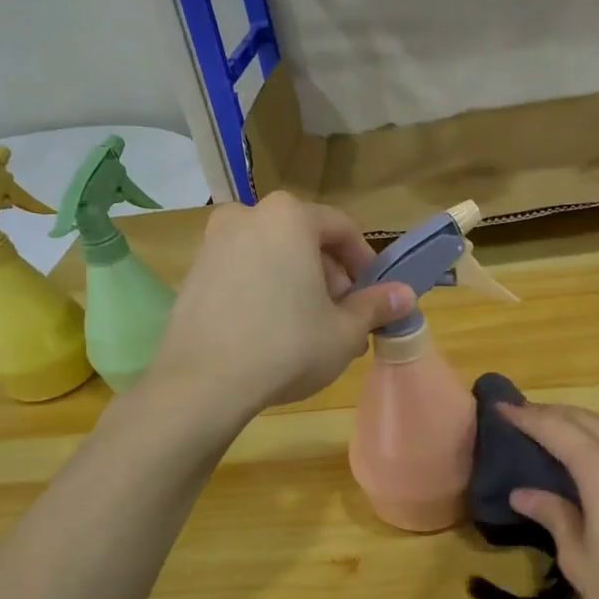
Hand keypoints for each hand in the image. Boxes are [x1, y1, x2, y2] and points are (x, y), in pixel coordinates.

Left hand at [150, 192, 414, 416]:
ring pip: (273, 257)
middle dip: (330, 277)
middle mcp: (247, 216)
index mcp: (289, 217)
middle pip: (305, 240)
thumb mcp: (344, 330)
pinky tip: (273, 333)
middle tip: (344, 319)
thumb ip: (376, 306)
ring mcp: (213, 243)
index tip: (374, 295)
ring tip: (312, 331)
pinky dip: (265, 291)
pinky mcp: (192, 273)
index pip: (342, 228)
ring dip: (299, 286)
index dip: (365, 262)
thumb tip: (405, 295)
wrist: (203, 383)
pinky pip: (243, 273)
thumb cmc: (287, 346)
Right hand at [500, 403, 598, 598]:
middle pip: (583, 419)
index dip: (525, 417)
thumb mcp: (582, 560)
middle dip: (550, 413)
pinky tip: (594, 462)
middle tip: (521, 416)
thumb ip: (554, 518)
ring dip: (577, 425)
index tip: (501, 407)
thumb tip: (524, 494)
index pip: (554, 429)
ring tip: (552, 434)